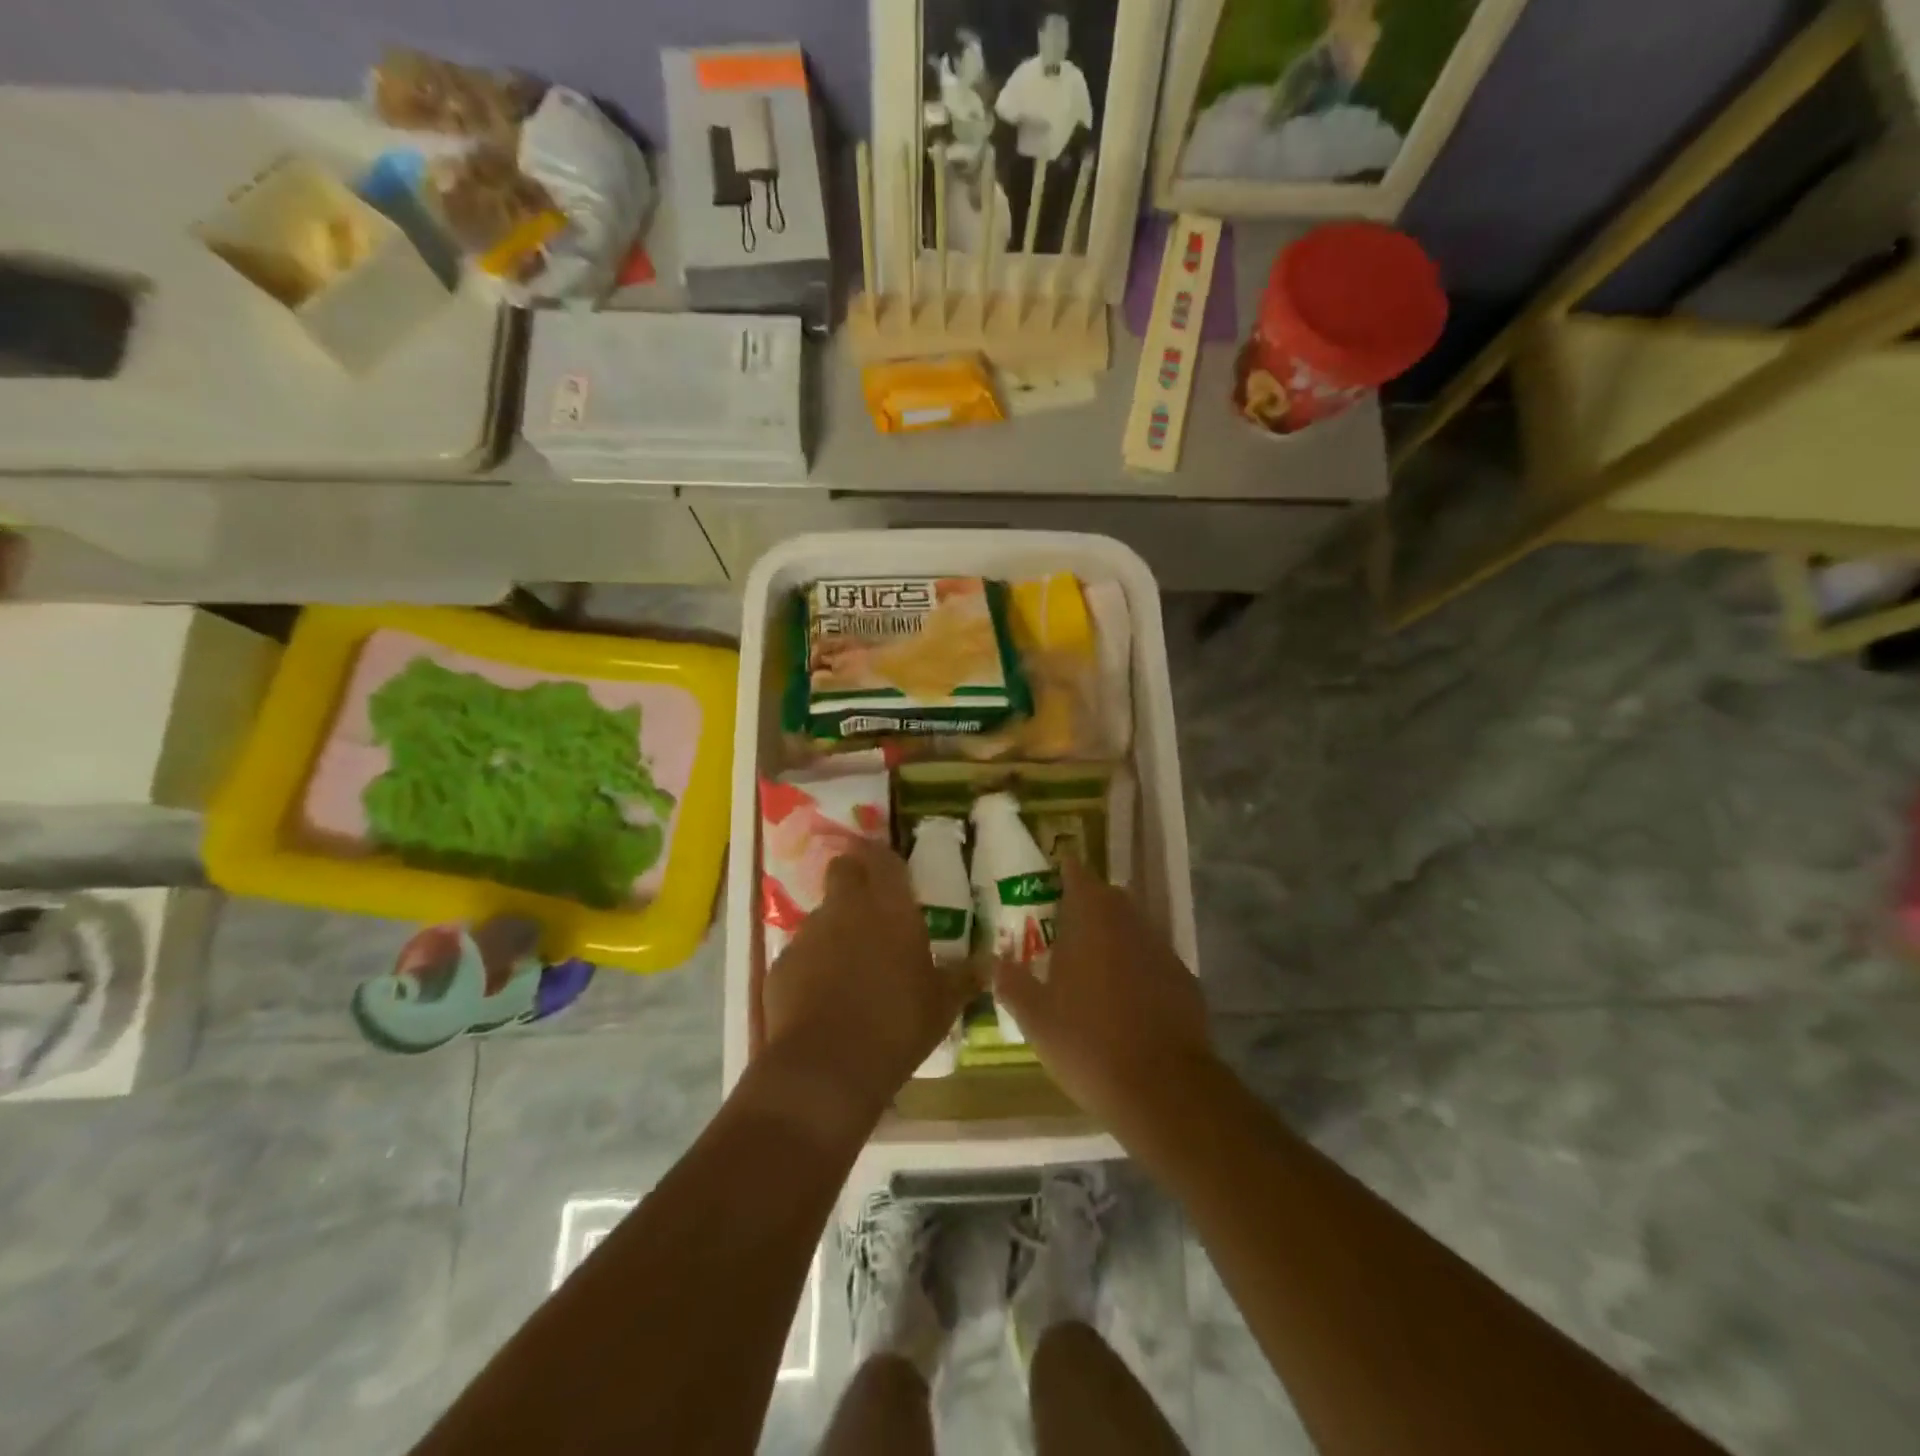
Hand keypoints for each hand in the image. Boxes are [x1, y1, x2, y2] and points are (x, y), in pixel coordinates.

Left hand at [763, 837, 972, 1120]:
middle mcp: (846, 908)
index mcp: (890, 907)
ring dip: (836, 928)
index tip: (891, 870)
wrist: (825, 1068)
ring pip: (822, 914)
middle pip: (843, 870)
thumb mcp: (942, 1005)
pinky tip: (825, 997)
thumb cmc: (897, 1025)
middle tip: (872, 908)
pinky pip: (802, 953)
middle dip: (853, 878)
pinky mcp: (781, 964)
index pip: (883, 858)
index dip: (884, 859)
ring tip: (852, 965)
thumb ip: (963, 977)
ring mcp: (809, 934)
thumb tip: (987, 963)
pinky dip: (813, 965)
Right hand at [993, 857, 1211, 1132]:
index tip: (1056, 873)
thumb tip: (994, 963)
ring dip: (1115, 935)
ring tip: (1093, 963)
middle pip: (1110, 898)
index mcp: (1092, 920)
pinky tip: (1126, 997)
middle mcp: (1130, 924)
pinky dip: (1137, 966)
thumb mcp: (1036, 1019)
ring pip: (1134, 928)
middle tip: (1067, 925)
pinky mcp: (1184, 980)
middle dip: (1090, 904)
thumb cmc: (1089, 1043)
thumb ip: (1013, 984)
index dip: (1066, 872)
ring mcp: (1162, 950)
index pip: (1078, 877)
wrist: (1164, 1087)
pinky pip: (1153, 959)